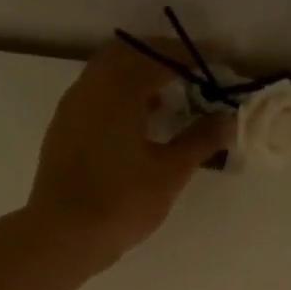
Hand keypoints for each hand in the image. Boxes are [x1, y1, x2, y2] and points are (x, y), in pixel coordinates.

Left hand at [27, 40, 229, 268]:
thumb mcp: (170, 173)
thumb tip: (227, 120)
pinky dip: (121, 95)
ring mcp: (72, 108)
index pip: (159, 56)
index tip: (218, 59)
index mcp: (118, 90)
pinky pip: (96, 95)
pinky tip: (140, 123)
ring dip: (138, 75)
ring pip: (107, 73)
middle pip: (128, 53)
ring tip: (170, 98)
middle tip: (192, 72)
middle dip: (161, 56)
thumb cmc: (121, 202)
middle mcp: (91, 88)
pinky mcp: (64, 129)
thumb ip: (200, 140)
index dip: (192, 54)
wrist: (63, 236)